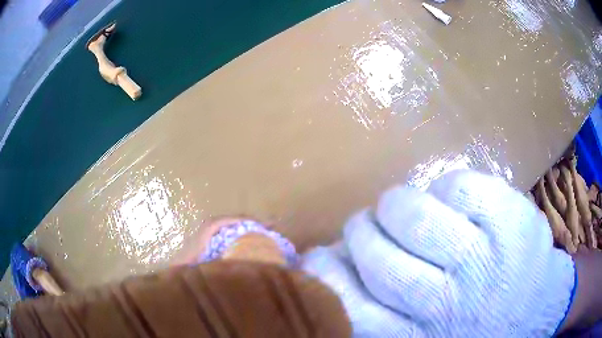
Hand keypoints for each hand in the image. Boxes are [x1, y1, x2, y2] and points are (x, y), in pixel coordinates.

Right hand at [303, 170, 575, 336]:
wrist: (539, 307)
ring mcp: (486, 259)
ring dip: (397, 204)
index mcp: (420, 336)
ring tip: (401, 206)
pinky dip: (447, 187)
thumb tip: (339, 263)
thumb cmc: (478, 325)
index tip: (320, 257)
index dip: (326, 276)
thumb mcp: (424, 334)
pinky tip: (454, 201)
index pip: (352, 309)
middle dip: (362, 231)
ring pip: (416, 216)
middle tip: (367, 223)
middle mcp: (448, 305)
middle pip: (381, 259)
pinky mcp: (513, 220)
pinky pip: (460, 187)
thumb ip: (382, 308)